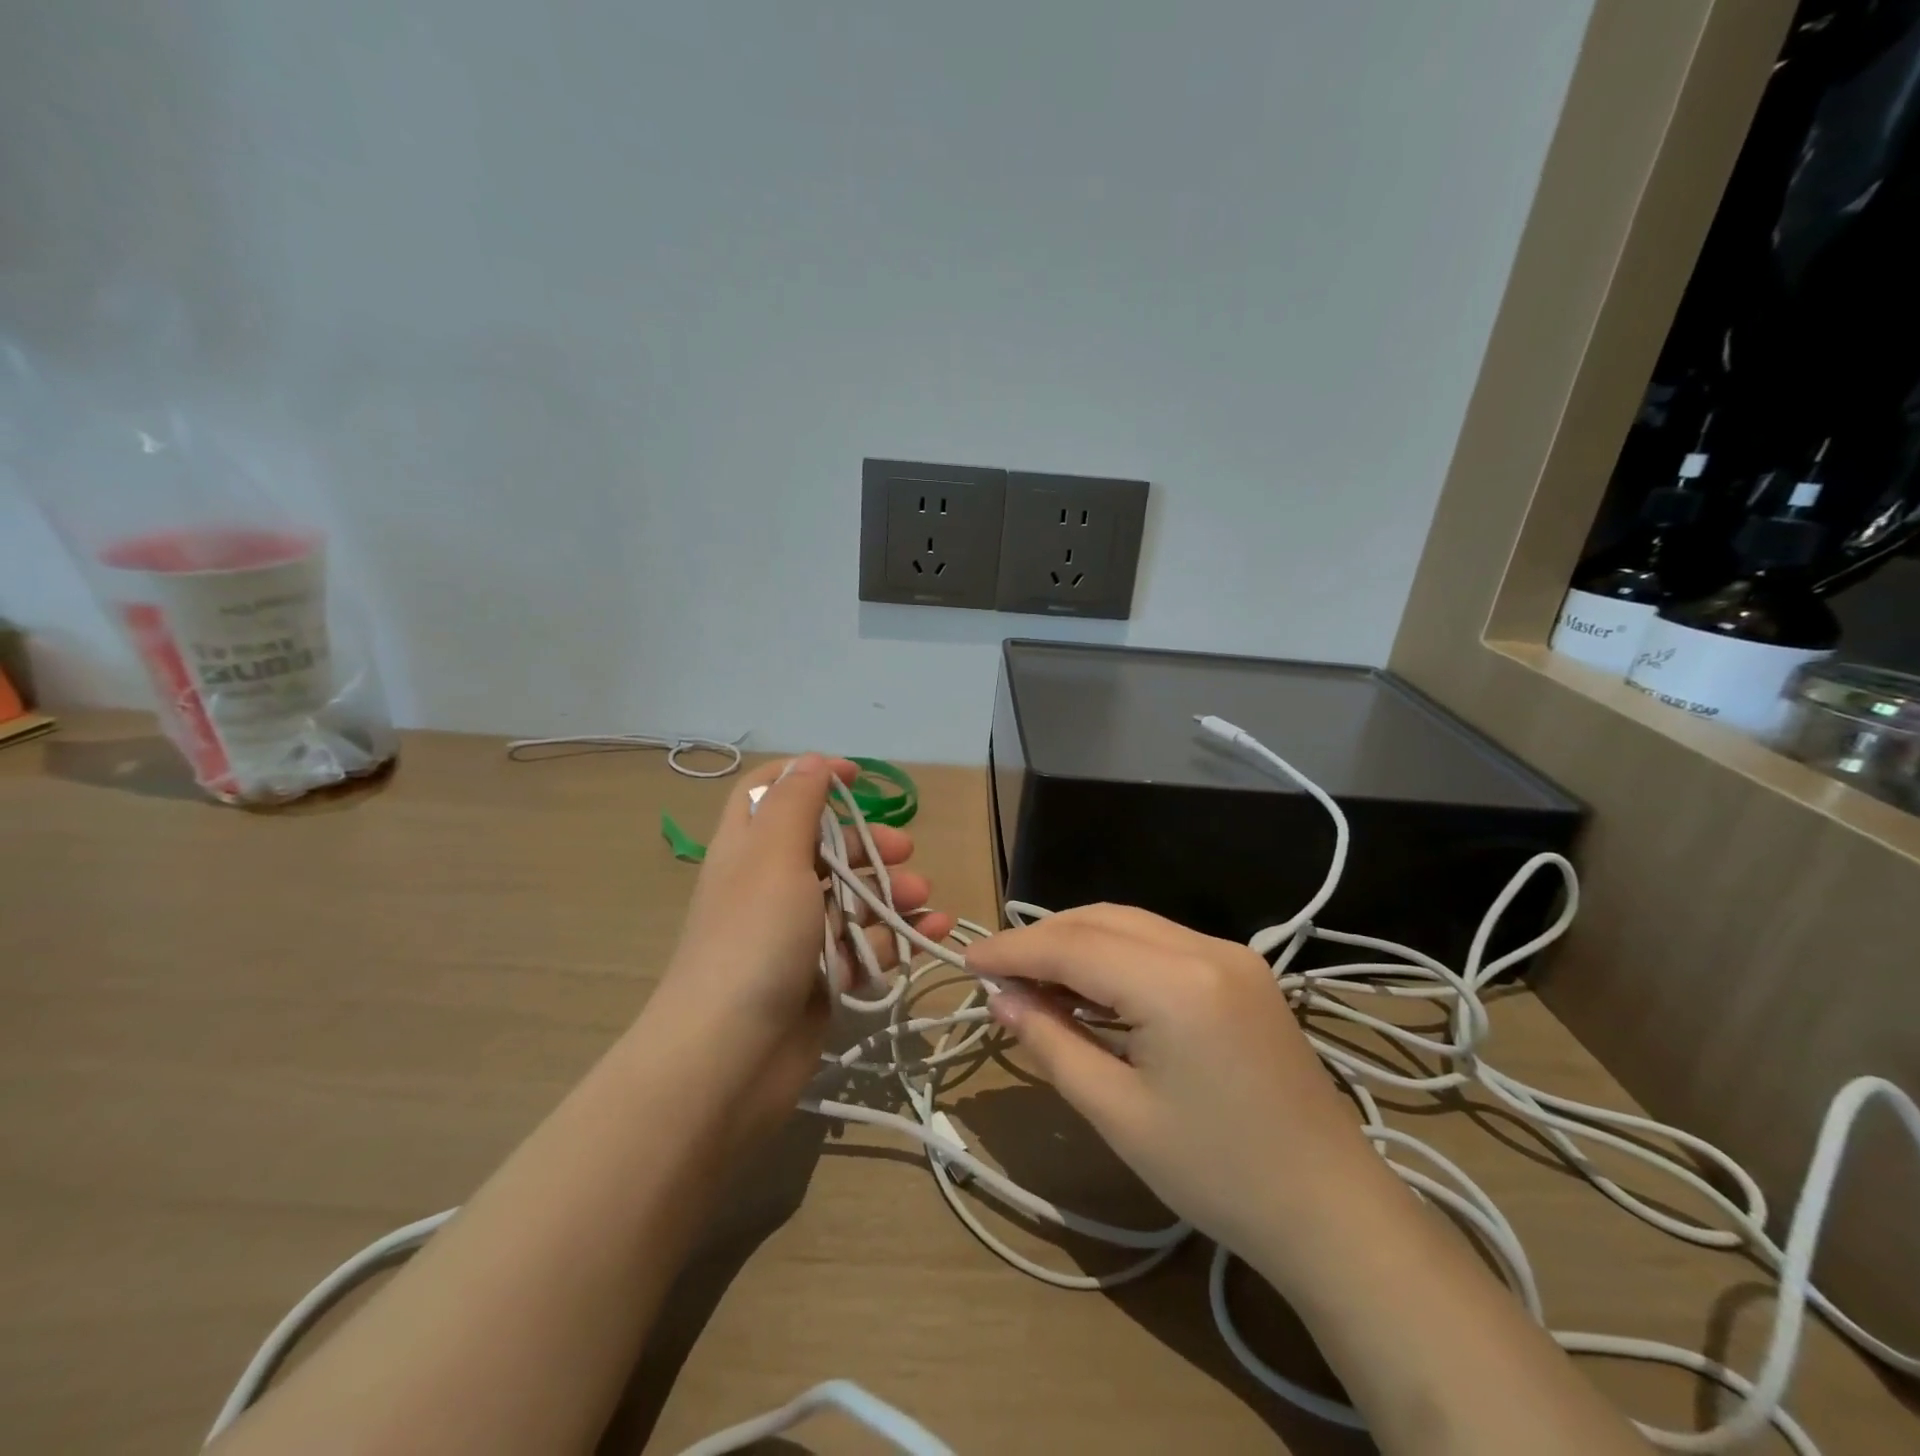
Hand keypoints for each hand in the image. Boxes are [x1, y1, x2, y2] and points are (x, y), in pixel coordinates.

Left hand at [652, 754, 954, 1140]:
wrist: (730, 1058)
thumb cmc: (753, 939)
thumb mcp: (773, 855)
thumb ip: (796, 802)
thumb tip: (813, 760)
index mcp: (748, 849)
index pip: (770, 792)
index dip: (810, 777)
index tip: (857, 779)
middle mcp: (769, 887)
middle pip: (824, 846)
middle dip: (868, 843)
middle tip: (905, 849)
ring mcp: (795, 935)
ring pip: (851, 898)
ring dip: (891, 891)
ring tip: (924, 898)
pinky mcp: (821, 977)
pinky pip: (866, 945)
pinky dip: (899, 936)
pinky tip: (933, 931)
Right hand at [968, 904, 1384, 1266]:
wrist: (1331, 1210)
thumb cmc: (1218, 1174)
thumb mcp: (1118, 1114)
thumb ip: (1052, 1043)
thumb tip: (1000, 997)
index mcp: (1176, 982)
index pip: (1074, 945)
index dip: (1014, 949)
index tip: (966, 958)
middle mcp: (1205, 947)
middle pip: (1102, 919)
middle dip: (1043, 939)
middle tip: (997, 973)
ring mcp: (1229, 954)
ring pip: (1130, 923)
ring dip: (1077, 942)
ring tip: (1034, 979)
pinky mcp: (1241, 970)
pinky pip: (1159, 942)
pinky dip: (1115, 953)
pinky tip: (1090, 986)